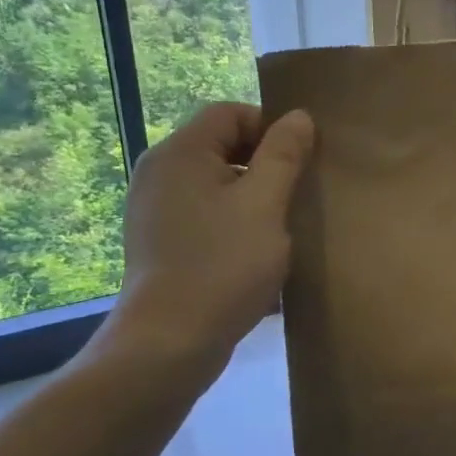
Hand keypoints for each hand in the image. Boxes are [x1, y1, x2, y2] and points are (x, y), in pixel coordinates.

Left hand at [83, 103, 314, 386]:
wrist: (169, 343)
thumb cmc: (223, 265)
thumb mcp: (265, 205)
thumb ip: (284, 155)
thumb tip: (299, 117)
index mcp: (180, 154)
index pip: (229, 112)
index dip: (270, 126)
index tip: (301, 161)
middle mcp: (159, 173)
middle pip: (220, 145)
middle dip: (264, 163)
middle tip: (296, 193)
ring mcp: (155, 209)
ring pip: (215, 182)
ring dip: (251, 195)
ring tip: (281, 224)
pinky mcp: (159, 241)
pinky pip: (203, 212)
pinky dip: (232, 220)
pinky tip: (255, 250)